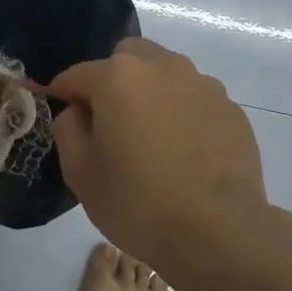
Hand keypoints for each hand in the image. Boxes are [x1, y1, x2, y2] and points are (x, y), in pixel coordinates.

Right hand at [50, 38, 268, 268]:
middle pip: (126, 57)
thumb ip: (68, 128)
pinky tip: (184, 150)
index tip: (61, 114)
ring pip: (164, 72)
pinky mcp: (230, 108)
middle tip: (110, 121)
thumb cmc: (137, 202)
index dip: (62, 94)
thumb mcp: (80, 172)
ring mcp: (202, 84)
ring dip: (150, 91)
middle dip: (111, 79)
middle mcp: (162, 67)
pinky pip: (194, 98)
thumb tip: (78, 111)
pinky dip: (182, 111)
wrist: (218, 232)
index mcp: (118, 77)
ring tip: (151, 135)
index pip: (76, 74)